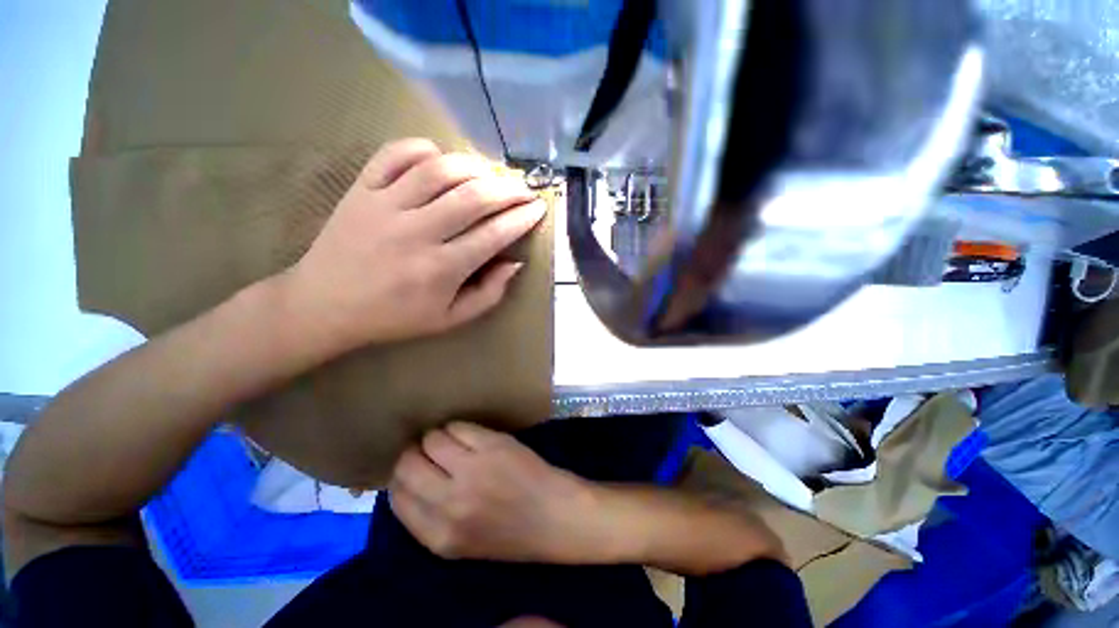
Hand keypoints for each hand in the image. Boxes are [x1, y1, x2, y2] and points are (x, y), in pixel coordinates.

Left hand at [278, 138, 546, 356]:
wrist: (325, 305)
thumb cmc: (395, 317)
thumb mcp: (450, 319)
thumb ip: (489, 294)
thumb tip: (514, 263)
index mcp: (441, 269)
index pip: (494, 234)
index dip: (522, 218)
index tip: (538, 207)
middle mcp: (417, 232)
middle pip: (474, 197)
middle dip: (509, 189)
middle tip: (524, 188)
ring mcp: (386, 206)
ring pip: (440, 170)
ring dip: (475, 166)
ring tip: (491, 173)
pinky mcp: (361, 190)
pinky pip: (395, 154)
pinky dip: (423, 148)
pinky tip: (440, 159)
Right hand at [389, 422, 600, 562]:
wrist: (554, 516)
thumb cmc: (510, 532)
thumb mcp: (460, 542)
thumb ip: (429, 517)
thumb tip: (405, 480)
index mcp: (439, 536)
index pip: (397, 496)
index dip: (401, 477)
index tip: (412, 468)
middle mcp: (450, 503)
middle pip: (407, 464)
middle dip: (413, 454)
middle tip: (427, 451)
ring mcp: (473, 470)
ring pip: (432, 439)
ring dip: (437, 438)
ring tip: (451, 442)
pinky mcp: (493, 445)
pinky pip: (458, 427)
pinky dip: (457, 427)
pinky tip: (469, 435)